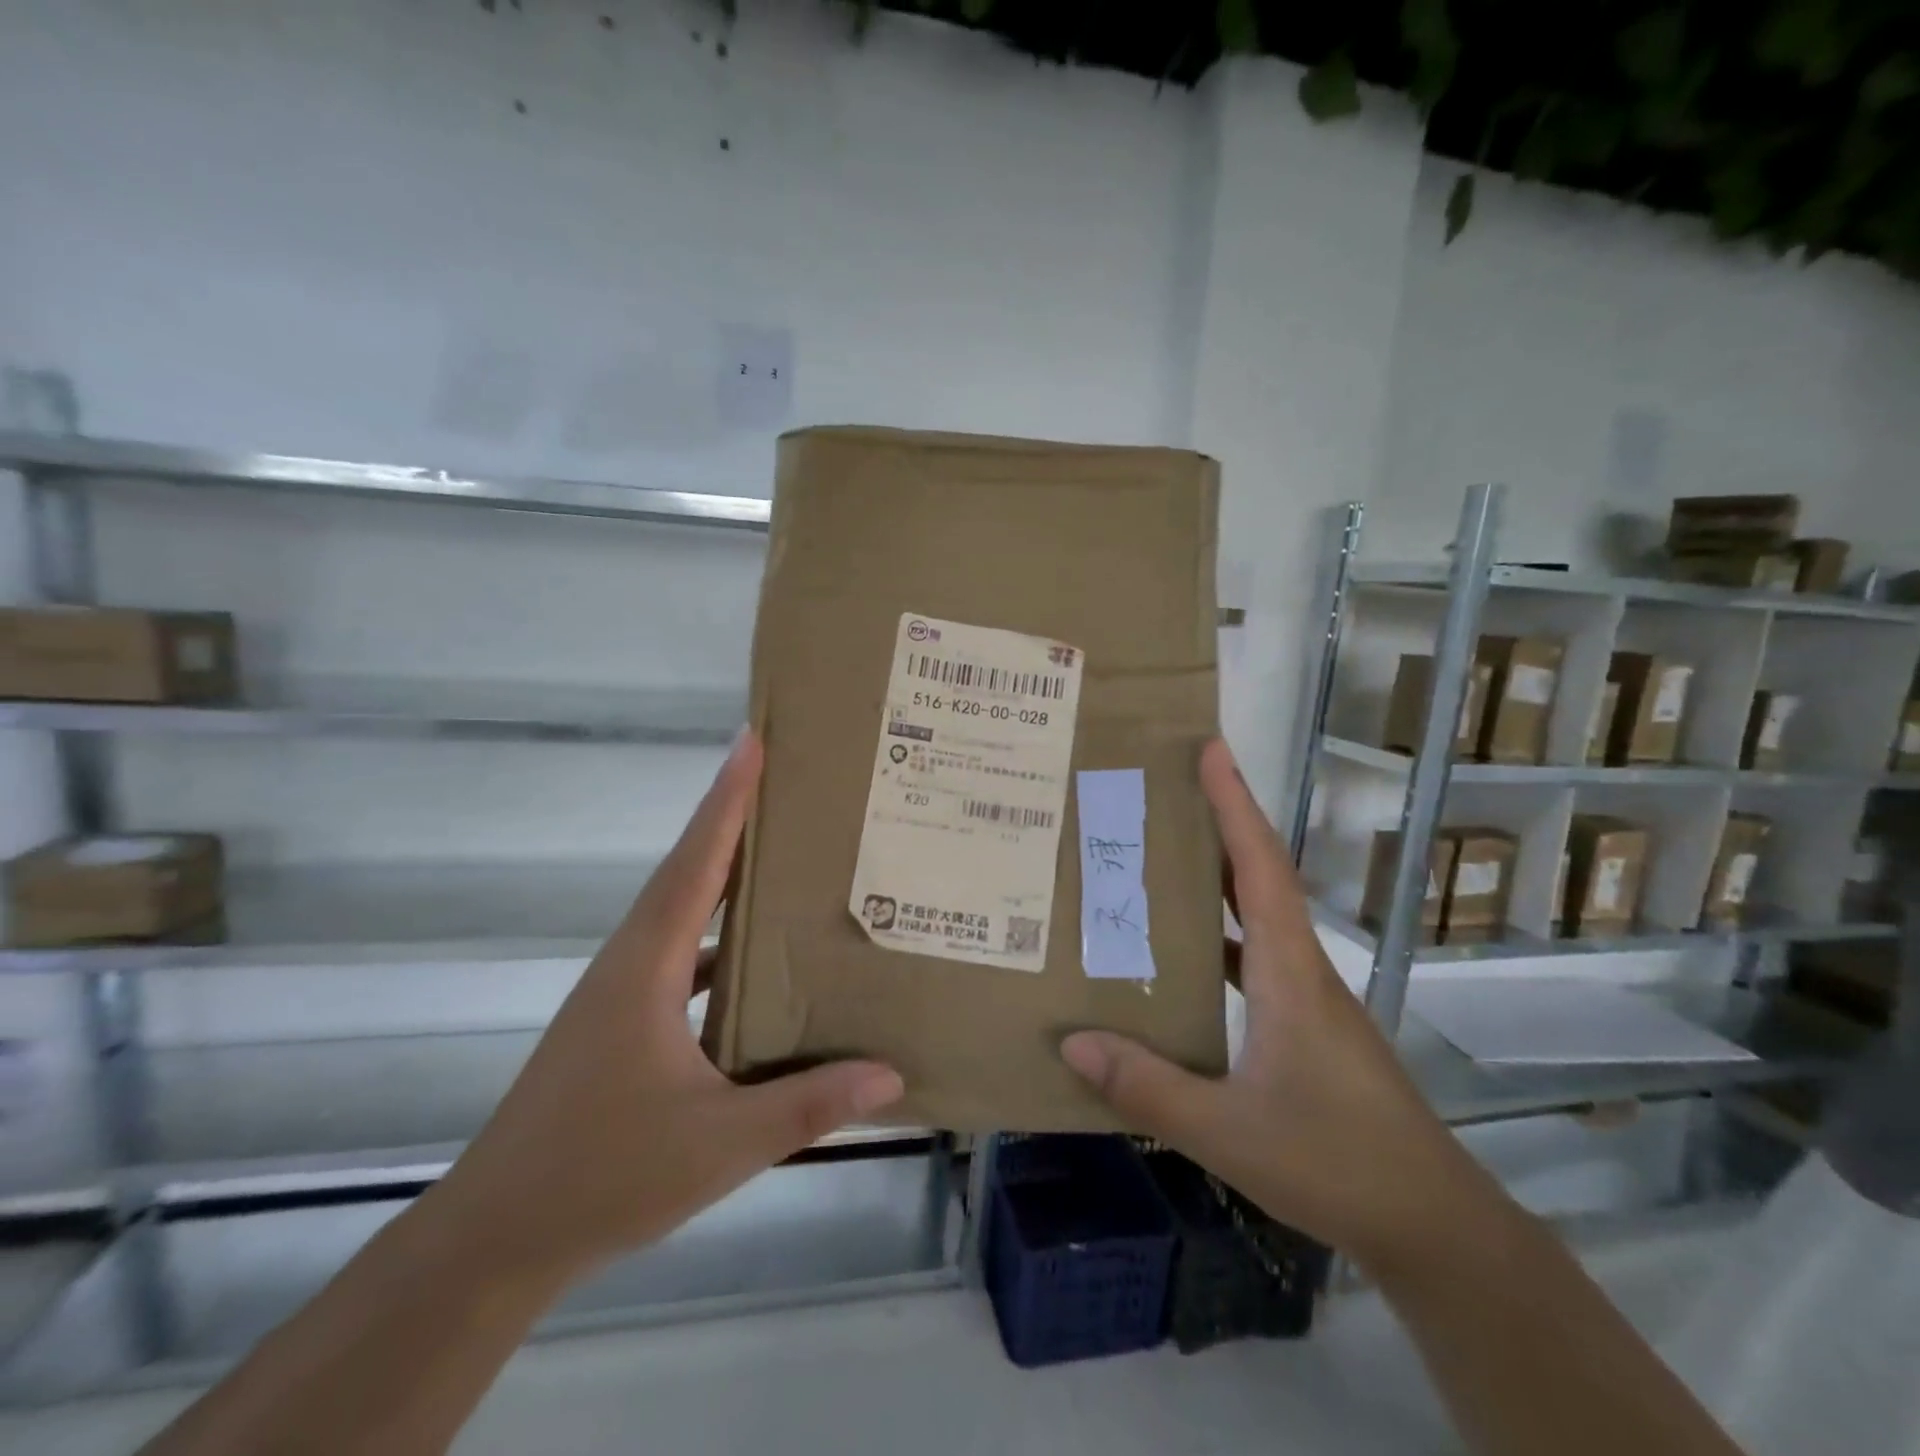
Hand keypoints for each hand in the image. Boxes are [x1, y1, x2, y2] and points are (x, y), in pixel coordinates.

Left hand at [427, 730, 904, 1278]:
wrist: (496, 1240)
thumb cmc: (603, 1176)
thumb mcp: (721, 1144)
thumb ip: (809, 1106)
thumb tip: (890, 1073)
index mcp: (647, 967)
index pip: (695, 863)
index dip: (725, 800)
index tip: (751, 742)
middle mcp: (630, 963)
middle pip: (687, 872)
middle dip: (731, 819)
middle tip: (785, 782)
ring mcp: (620, 994)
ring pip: (680, 914)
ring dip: (723, 878)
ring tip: (781, 858)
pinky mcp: (619, 1023)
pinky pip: (679, 957)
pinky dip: (717, 941)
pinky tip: (755, 963)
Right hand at [1061, 740, 1491, 1269]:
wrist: (1432, 1224)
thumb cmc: (1336, 1162)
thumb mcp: (1229, 1131)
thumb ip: (1148, 1088)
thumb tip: (1073, 1040)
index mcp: (1289, 970)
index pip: (1260, 865)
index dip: (1234, 803)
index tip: (1210, 749)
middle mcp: (1301, 968)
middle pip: (1260, 874)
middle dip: (1220, 821)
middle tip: (1166, 789)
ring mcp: (1307, 997)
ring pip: (1258, 915)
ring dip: (1218, 877)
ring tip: (1160, 857)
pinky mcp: (1306, 1025)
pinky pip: (1255, 957)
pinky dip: (1220, 937)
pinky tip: (1181, 958)